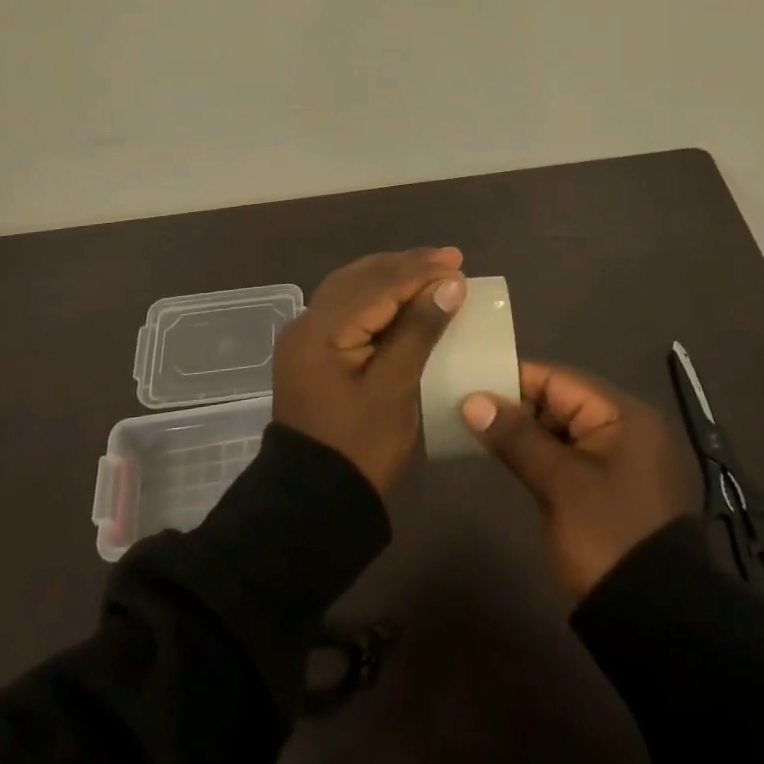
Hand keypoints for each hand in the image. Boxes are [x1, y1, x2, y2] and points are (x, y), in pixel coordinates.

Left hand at [273, 248, 468, 494]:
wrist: (311, 505)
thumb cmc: (359, 448)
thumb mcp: (394, 389)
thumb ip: (419, 330)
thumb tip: (450, 284)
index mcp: (322, 330)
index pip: (378, 286)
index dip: (420, 272)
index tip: (458, 263)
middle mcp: (307, 323)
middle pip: (361, 279)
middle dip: (405, 266)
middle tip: (449, 259)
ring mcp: (305, 338)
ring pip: (351, 289)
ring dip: (389, 276)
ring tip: (429, 269)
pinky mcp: (312, 353)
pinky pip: (345, 309)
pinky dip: (375, 297)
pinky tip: (399, 298)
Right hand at [460, 361, 699, 598]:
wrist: (657, 624)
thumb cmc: (608, 537)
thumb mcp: (559, 483)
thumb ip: (516, 436)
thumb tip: (472, 400)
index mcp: (624, 415)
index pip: (559, 379)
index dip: (513, 380)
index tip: (469, 385)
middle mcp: (627, 429)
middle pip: (561, 402)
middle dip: (516, 406)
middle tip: (467, 410)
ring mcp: (622, 462)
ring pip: (563, 431)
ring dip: (525, 433)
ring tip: (478, 432)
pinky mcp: (612, 491)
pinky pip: (570, 458)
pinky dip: (541, 456)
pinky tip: (508, 459)